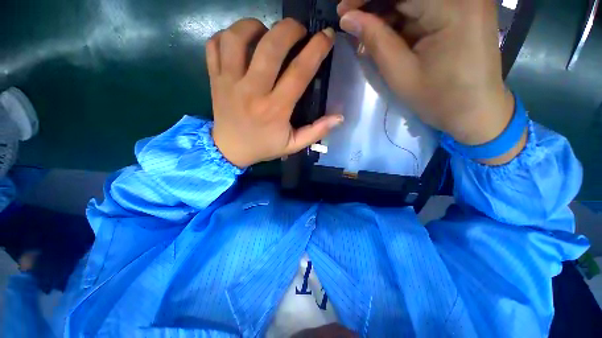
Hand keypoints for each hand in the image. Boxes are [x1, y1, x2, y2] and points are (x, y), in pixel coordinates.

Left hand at [207, 18, 342, 167]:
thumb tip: (339, 117)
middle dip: (289, 29)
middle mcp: (252, 91)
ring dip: (255, 26)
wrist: (230, 150)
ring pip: (237, 38)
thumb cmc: (263, 147)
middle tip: (298, 30)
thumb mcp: (293, 145)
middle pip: (270, 47)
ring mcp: (229, 82)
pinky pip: (215, 45)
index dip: (316, 50)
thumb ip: (316, 132)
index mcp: (275, 109)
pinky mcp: (215, 78)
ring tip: (266, 31)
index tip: (326, 36)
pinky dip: (227, 35)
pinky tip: (240, 41)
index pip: (299, 72)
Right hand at [338, 0, 524, 163]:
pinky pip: (424, 8)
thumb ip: (376, 40)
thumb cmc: (439, 98)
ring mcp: (465, 0)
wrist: (475, 111)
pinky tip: (387, 37)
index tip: (343, 9)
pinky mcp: (462, 9)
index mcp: (453, 5)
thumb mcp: (400, 73)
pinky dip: (402, 20)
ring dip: (387, 15)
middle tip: (352, 23)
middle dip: (376, 5)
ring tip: (368, 37)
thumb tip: (348, 19)